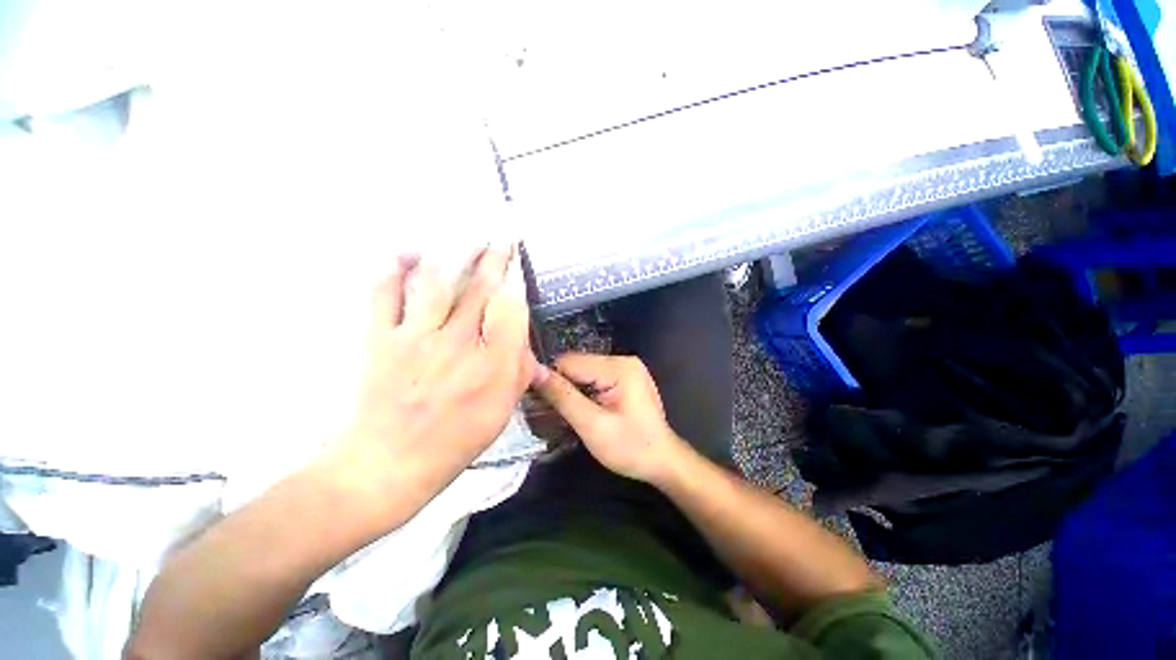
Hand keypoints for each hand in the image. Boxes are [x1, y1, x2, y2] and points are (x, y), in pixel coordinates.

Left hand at [328, 245, 538, 523]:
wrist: (388, 464)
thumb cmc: (454, 441)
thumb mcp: (501, 413)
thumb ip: (519, 373)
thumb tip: (524, 344)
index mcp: (493, 366)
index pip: (512, 310)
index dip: (517, 283)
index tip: (519, 268)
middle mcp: (459, 344)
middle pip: (480, 290)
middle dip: (494, 259)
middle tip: (501, 238)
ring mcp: (417, 338)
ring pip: (438, 283)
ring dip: (454, 256)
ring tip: (467, 239)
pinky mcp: (382, 340)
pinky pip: (385, 295)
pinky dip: (393, 270)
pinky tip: (406, 254)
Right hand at [534, 353, 687, 483]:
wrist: (663, 461)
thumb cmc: (631, 448)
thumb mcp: (592, 425)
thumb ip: (563, 397)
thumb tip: (535, 372)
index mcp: (618, 367)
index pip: (569, 362)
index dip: (551, 380)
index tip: (541, 403)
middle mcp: (623, 359)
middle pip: (577, 364)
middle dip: (563, 386)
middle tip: (556, 413)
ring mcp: (626, 367)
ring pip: (584, 371)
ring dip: (573, 390)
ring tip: (571, 413)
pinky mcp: (626, 376)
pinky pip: (595, 377)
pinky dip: (585, 391)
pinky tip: (586, 409)